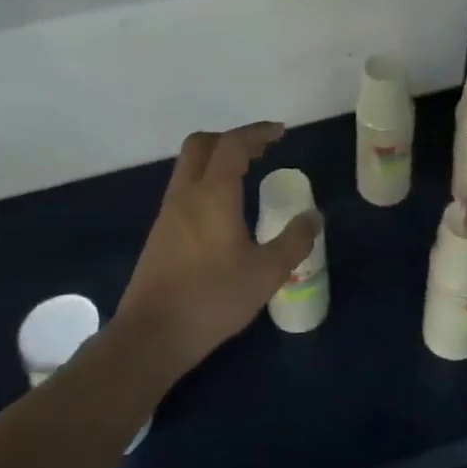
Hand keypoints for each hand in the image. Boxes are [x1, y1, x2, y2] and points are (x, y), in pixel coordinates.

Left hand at [116, 122, 320, 376]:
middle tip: (261, 150)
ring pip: (189, 166)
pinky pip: (184, 188)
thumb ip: (294, 241)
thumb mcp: (266, 273)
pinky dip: (206, 180)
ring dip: (217, 159)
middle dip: (232, 138)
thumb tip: (314, 217)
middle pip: (201, 144)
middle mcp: (186, 194)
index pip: (233, 145)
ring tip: (246, 174)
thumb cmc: (213, 299)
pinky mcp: (160, 232)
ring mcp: (168, 212)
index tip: (280, 132)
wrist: (152, 335)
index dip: (257, 132)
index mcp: (213, 195)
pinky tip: (224, 209)